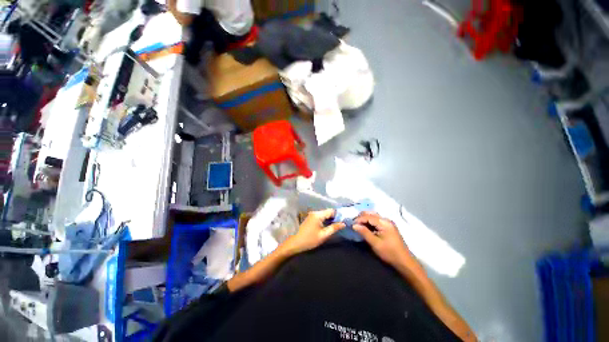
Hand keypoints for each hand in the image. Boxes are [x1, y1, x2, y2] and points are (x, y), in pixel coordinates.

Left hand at [282, 209, 344, 255]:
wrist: (295, 243)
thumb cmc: (310, 240)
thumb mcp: (323, 235)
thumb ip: (334, 228)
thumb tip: (343, 223)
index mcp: (318, 215)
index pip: (331, 211)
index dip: (339, 215)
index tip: (344, 220)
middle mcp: (315, 212)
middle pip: (328, 212)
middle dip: (335, 217)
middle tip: (342, 224)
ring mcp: (312, 215)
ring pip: (324, 214)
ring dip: (330, 219)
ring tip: (336, 226)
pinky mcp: (310, 218)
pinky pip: (320, 216)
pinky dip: (325, 220)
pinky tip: (328, 226)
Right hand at [354, 212, 411, 268]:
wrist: (404, 261)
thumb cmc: (389, 253)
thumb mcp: (375, 243)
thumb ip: (364, 232)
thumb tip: (354, 225)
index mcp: (384, 222)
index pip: (368, 216)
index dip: (358, 219)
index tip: (351, 224)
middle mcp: (386, 220)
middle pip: (370, 214)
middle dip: (361, 217)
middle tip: (354, 224)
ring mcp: (388, 223)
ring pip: (373, 216)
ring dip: (365, 219)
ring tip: (358, 226)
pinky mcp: (388, 226)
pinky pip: (376, 220)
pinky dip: (369, 222)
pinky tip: (365, 227)